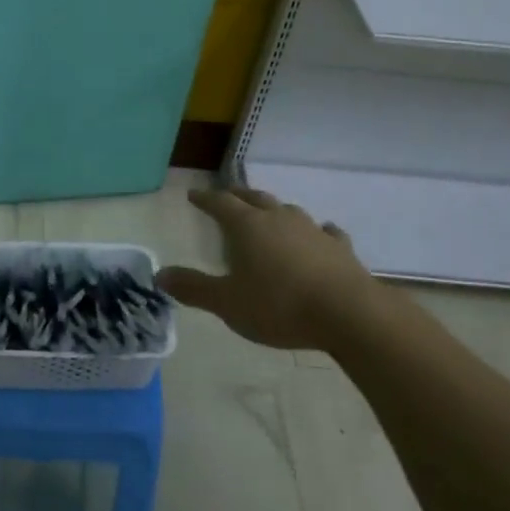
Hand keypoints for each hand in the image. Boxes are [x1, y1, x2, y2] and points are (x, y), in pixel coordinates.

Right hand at [157, 187, 385, 351]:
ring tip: (268, 213)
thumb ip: (194, 288)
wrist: (349, 315)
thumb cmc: (279, 306)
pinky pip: (325, 232)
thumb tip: (160, 275)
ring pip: (288, 210)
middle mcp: (279, 219)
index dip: (205, 199)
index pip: (220, 203)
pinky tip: (320, 234)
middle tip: (227, 195)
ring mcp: (312, 230)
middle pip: (254, 198)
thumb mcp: (227, 303)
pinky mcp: (340, 248)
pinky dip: (316, 232)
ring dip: (274, 210)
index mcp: (247, 226)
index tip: (193, 195)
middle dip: (238, 195)